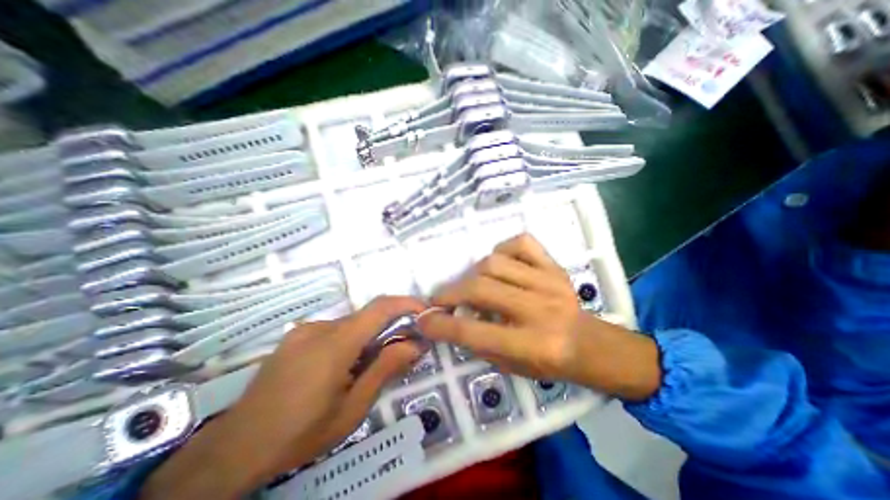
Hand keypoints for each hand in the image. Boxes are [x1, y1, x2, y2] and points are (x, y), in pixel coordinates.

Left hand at [143, 296, 427, 499]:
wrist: (235, 448)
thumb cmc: (300, 433)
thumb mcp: (353, 408)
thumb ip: (386, 369)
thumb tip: (416, 345)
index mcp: (335, 344)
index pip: (379, 308)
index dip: (405, 303)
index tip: (423, 310)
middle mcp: (320, 327)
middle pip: (367, 316)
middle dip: (389, 326)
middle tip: (402, 348)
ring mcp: (305, 329)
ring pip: (351, 323)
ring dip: (368, 336)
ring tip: (366, 366)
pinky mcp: (296, 335)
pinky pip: (334, 329)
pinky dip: (350, 339)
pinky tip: (341, 367)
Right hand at [418, 235, 659, 402]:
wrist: (593, 345)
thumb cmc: (550, 362)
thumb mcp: (512, 366)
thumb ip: (479, 343)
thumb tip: (449, 319)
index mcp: (532, 344)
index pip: (475, 332)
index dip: (442, 325)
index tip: (423, 319)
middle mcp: (540, 309)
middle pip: (481, 288)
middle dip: (451, 293)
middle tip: (441, 299)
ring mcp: (549, 282)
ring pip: (494, 262)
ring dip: (475, 274)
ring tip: (474, 286)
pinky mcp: (555, 266)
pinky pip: (521, 242)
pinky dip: (503, 249)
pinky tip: (501, 264)